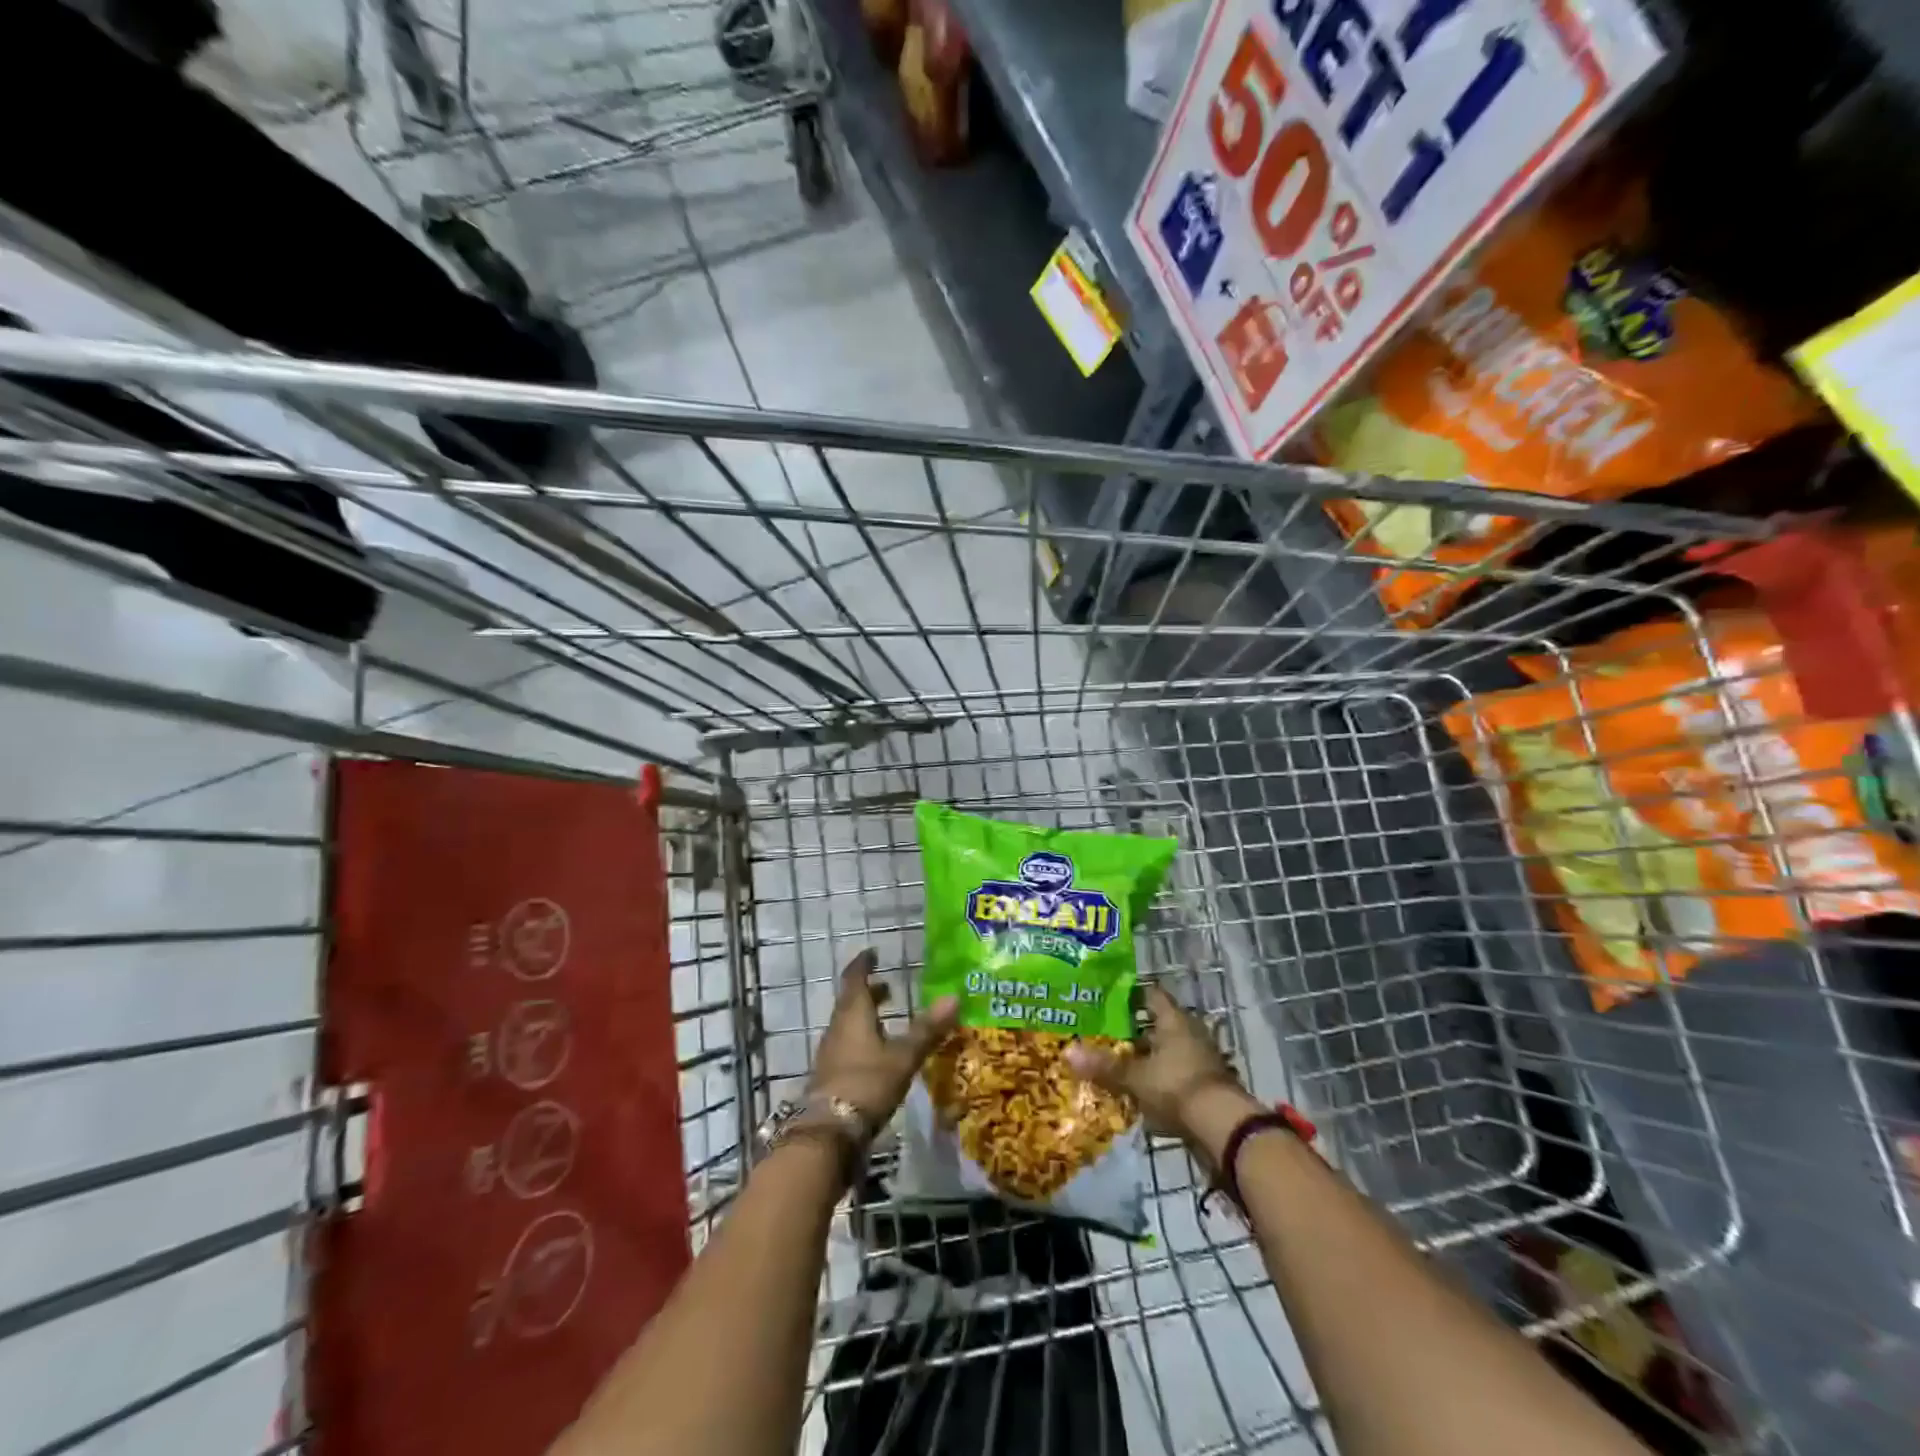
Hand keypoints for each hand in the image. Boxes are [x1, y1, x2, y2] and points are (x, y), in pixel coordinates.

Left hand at [808, 948, 959, 1129]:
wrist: (828, 1132)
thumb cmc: (867, 1082)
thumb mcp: (903, 1056)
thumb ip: (927, 1029)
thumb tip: (954, 997)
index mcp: (853, 1014)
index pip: (855, 978)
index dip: (864, 964)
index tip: (874, 953)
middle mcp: (838, 1027)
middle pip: (851, 1001)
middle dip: (870, 993)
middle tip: (890, 988)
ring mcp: (831, 1052)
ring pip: (848, 1024)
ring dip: (866, 1017)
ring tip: (888, 1019)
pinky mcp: (831, 1075)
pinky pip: (847, 1046)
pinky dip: (863, 1039)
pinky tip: (878, 1054)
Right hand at [1067, 983, 1247, 1138]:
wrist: (1223, 1126)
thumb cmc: (1176, 1087)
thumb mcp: (1135, 1077)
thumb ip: (1104, 1065)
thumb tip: (1067, 1052)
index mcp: (1174, 1020)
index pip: (1150, 995)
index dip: (1130, 994)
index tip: (1108, 998)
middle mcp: (1190, 1031)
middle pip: (1159, 1022)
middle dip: (1136, 1028)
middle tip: (1108, 1032)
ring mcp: (1202, 1057)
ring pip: (1169, 1047)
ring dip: (1150, 1054)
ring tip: (1122, 1060)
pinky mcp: (1207, 1082)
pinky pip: (1178, 1070)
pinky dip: (1162, 1075)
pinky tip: (1143, 1086)